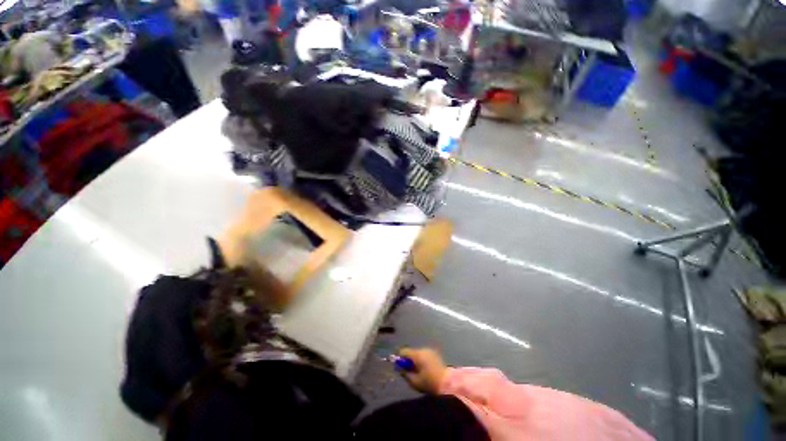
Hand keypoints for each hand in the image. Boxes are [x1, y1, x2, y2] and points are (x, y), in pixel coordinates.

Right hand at [398, 347, 447, 394]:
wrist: (447, 383)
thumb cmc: (429, 383)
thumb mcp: (414, 381)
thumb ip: (405, 373)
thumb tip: (399, 368)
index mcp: (417, 354)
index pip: (404, 351)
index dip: (400, 358)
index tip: (399, 367)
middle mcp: (423, 349)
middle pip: (411, 352)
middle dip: (409, 360)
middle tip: (409, 372)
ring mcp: (430, 351)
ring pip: (418, 354)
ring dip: (416, 361)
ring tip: (418, 372)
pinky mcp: (435, 354)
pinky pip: (424, 355)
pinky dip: (422, 360)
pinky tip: (425, 370)